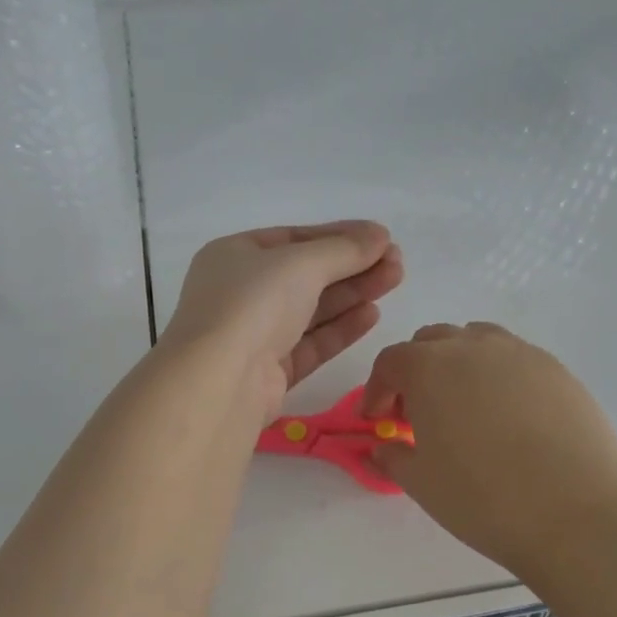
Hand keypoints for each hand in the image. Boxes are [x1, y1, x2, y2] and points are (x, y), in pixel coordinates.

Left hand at [162, 222, 404, 419]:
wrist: (220, 381)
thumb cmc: (252, 304)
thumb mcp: (300, 263)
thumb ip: (344, 249)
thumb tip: (379, 235)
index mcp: (234, 256)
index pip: (293, 239)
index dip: (338, 236)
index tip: (380, 238)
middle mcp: (240, 293)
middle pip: (305, 275)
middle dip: (351, 266)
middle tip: (397, 262)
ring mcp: (254, 334)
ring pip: (311, 309)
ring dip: (352, 293)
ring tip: (394, 280)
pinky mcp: (269, 372)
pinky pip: (310, 343)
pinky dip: (340, 328)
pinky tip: (373, 314)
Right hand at [363, 322, 616, 582]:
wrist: (579, 516)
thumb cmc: (484, 498)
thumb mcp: (421, 483)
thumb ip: (392, 457)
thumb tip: (382, 448)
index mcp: (429, 367)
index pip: (391, 362)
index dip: (377, 389)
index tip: (378, 420)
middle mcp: (473, 346)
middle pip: (432, 341)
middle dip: (416, 371)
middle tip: (419, 414)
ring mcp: (521, 354)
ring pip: (477, 341)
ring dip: (459, 365)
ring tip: (465, 408)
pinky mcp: (559, 371)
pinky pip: (515, 359)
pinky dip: (499, 376)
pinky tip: (509, 418)